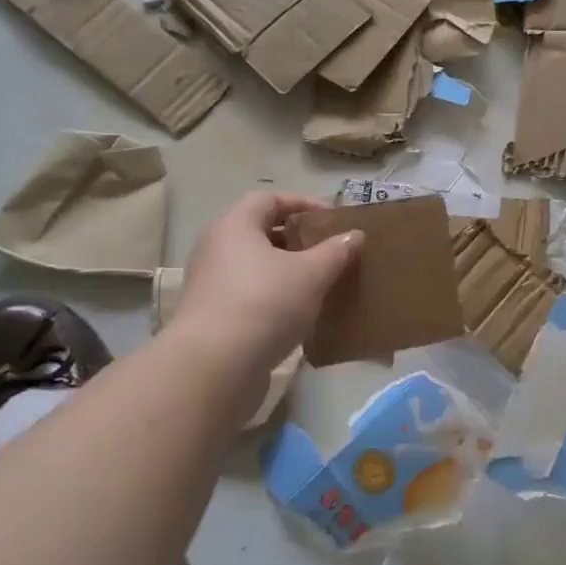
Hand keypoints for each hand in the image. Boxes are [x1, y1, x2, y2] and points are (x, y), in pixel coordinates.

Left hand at [171, 192, 361, 379]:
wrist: (215, 366)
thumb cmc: (265, 304)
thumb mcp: (311, 274)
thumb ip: (335, 252)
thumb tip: (354, 235)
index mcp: (235, 226)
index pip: (268, 198)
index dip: (302, 203)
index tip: (332, 218)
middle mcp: (216, 248)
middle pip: (260, 231)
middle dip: (296, 238)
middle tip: (329, 249)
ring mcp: (210, 284)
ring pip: (255, 265)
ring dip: (286, 270)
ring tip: (319, 281)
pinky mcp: (212, 316)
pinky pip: (249, 293)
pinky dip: (275, 295)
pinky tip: (299, 313)